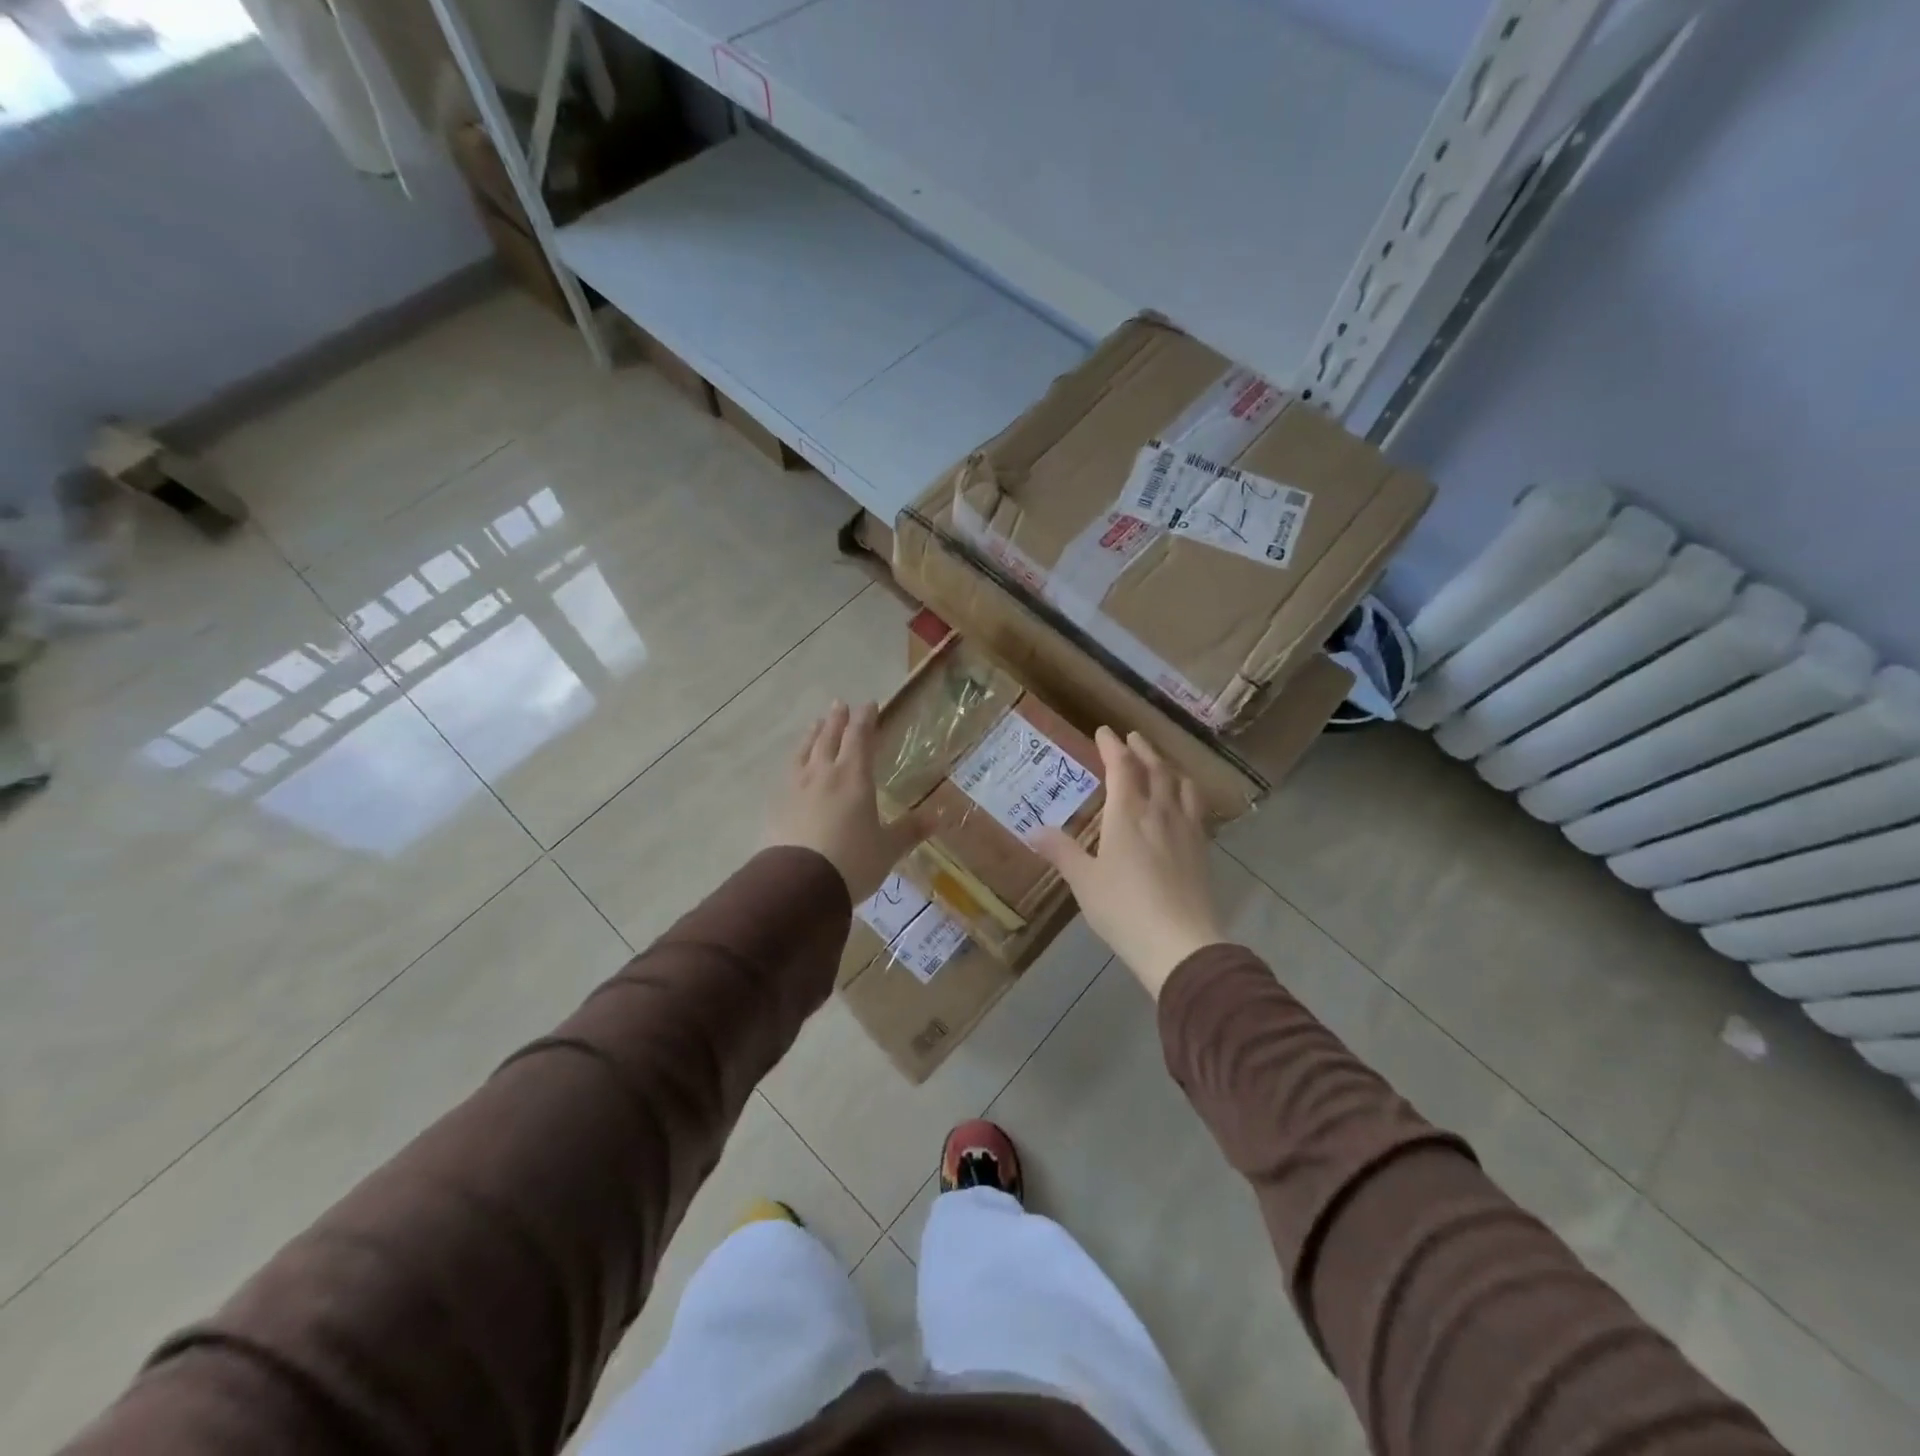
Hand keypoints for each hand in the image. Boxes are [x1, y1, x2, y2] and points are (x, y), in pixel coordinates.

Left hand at [767, 701, 926, 901]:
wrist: (798, 885)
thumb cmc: (852, 862)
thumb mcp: (888, 849)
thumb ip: (909, 830)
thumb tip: (937, 817)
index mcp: (853, 777)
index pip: (860, 737)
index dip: (865, 719)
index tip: (868, 704)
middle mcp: (823, 774)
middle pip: (829, 738)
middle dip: (836, 720)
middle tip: (839, 704)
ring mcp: (795, 788)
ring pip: (804, 751)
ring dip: (812, 735)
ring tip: (815, 725)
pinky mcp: (776, 806)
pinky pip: (787, 774)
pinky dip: (795, 762)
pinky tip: (794, 768)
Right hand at [1033, 727, 1223, 998]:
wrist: (1180, 943)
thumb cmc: (1123, 908)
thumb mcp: (1084, 881)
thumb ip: (1062, 852)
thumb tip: (1033, 831)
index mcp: (1128, 814)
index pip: (1122, 768)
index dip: (1112, 747)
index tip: (1105, 731)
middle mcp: (1160, 812)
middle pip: (1156, 770)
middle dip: (1143, 750)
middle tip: (1134, 739)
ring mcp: (1187, 830)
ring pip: (1182, 785)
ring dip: (1169, 768)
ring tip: (1163, 765)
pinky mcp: (1202, 850)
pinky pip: (1197, 809)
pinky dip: (1188, 794)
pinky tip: (1185, 805)